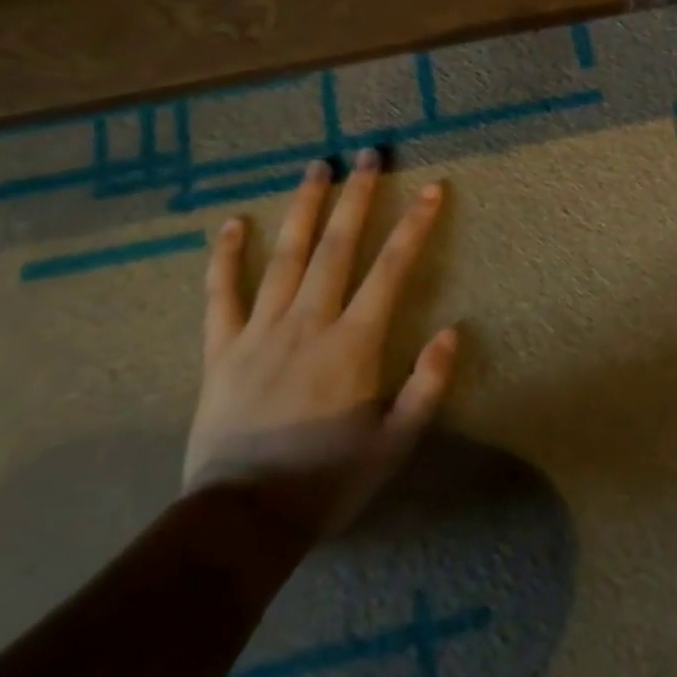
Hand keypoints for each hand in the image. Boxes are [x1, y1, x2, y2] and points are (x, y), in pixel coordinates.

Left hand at [183, 148, 458, 536]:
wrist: (243, 521)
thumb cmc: (327, 481)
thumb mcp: (394, 444)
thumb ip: (428, 386)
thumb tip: (454, 330)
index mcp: (353, 342)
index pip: (391, 269)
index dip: (415, 225)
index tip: (432, 188)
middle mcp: (309, 322)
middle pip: (336, 246)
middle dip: (357, 196)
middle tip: (368, 154)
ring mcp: (260, 331)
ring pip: (284, 255)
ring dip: (303, 207)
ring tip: (317, 167)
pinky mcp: (222, 349)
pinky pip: (221, 293)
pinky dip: (225, 256)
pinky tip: (231, 223)